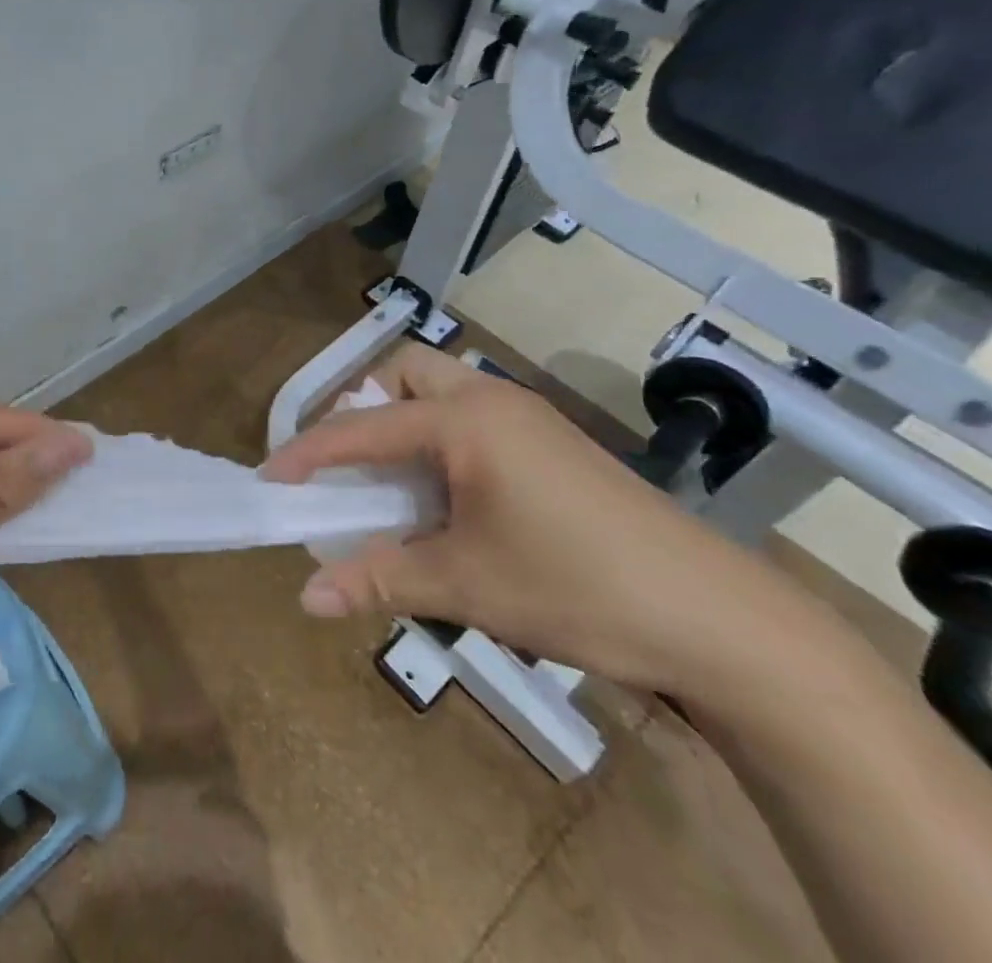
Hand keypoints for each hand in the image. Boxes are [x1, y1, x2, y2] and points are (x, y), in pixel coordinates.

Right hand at [262, 346, 810, 694]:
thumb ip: (379, 579)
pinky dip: (440, 440)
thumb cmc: (577, 587)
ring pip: (443, 391)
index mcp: (465, 421)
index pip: (362, 427)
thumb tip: (305, 598)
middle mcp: (492, 400)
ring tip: (392, 482)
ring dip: (405, 422)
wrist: (719, 619)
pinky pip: (473, 418)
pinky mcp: (554, 443)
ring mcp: (529, 417)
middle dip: (365, 407)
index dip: (310, 453)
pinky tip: (448, 496)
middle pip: (406, 372)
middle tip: (348, 465)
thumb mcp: (466, 585)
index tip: (271, 478)